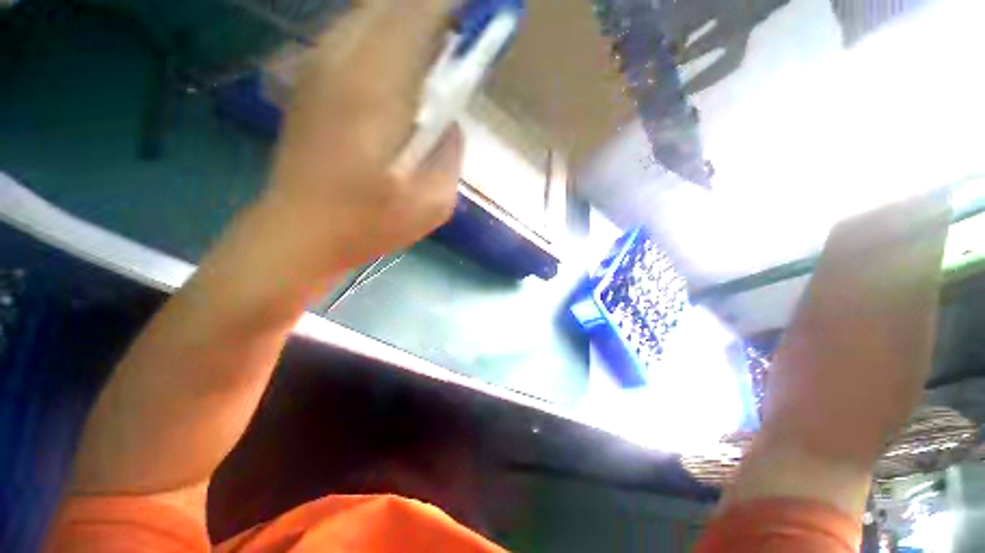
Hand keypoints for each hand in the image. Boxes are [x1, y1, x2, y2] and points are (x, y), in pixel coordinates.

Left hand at [264, 0, 463, 278]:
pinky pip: (353, 32)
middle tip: (464, 33)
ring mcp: (320, 66)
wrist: (299, 230)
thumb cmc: (367, 224)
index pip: (421, 15)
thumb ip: (451, 155)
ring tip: (439, 44)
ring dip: (409, 17)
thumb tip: (451, 124)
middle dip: (434, 9)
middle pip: (394, 3)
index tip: (482, 16)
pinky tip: (402, 59)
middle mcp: (344, 61)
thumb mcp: (432, 204)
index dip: (454, 8)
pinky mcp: (310, 79)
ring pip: (370, 12)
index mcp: (378, 91)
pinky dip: (384, 31)